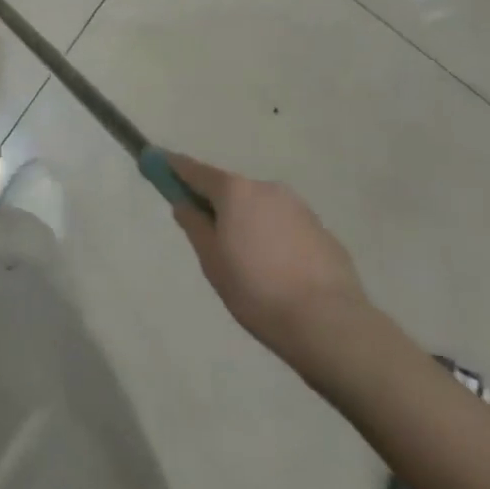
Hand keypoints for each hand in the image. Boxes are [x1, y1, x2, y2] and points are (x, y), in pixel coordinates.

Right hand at [168, 154, 368, 366]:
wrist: (332, 326)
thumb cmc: (259, 292)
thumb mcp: (213, 262)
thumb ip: (194, 225)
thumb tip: (183, 203)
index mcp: (235, 191)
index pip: (194, 170)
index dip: (173, 167)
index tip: (157, 161)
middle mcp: (266, 188)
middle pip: (231, 190)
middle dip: (218, 206)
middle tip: (213, 241)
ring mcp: (298, 207)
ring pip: (260, 209)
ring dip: (249, 224)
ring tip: (253, 268)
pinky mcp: (322, 231)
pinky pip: (286, 228)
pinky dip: (276, 240)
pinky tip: (281, 275)